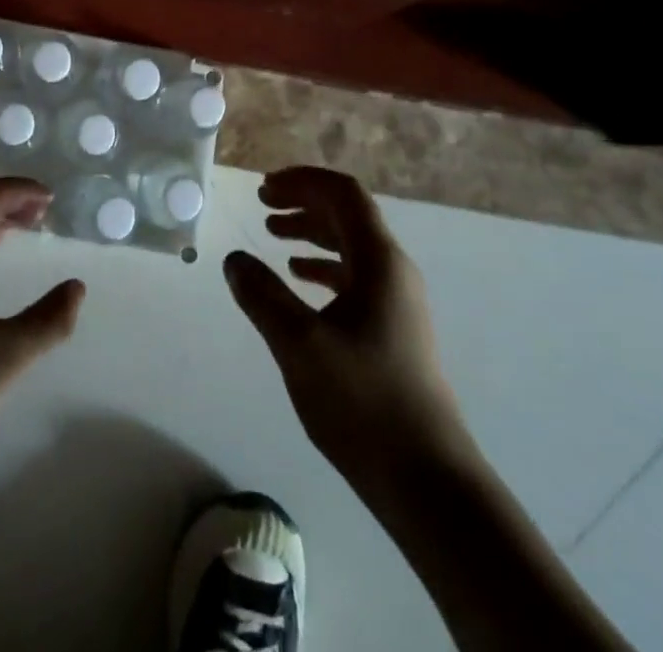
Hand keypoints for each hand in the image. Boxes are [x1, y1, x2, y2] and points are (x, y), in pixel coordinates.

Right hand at [225, 166, 461, 477]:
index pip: (344, 194)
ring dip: (311, 232)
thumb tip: (234, 259)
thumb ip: (262, 295)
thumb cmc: (363, 403)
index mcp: (379, 261)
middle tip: (262, 203)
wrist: (428, 482)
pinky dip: (322, 266)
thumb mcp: (299, 345)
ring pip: (350, 246)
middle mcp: (393, 271)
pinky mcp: (392, 330)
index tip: (264, 187)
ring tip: (272, 234)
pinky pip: (354, 277)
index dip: (303, 180)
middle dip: (304, 201)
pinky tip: (298, 278)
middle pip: (347, 214)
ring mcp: (396, 302)